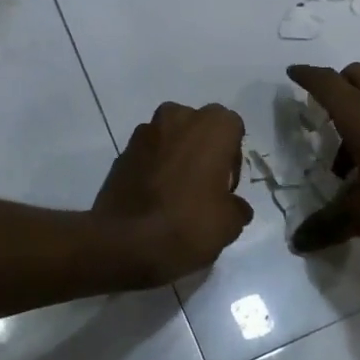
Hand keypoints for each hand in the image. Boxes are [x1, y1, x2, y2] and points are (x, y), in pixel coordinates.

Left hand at [92, 102, 253, 285]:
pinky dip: (153, 168)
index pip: (232, 128)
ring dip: (176, 156)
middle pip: (199, 127)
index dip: (232, 156)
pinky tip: (153, 198)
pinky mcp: (122, 152)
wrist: (124, 241)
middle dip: (203, 149)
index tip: (226, 185)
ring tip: (176, 192)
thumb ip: (237, 207)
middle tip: (203, 185)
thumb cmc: (187, 223)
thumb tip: (234, 206)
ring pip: (170, 138)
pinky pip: (148, 155)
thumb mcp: (229, 224)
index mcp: (212, 126)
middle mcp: (178, 117)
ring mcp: (145, 132)